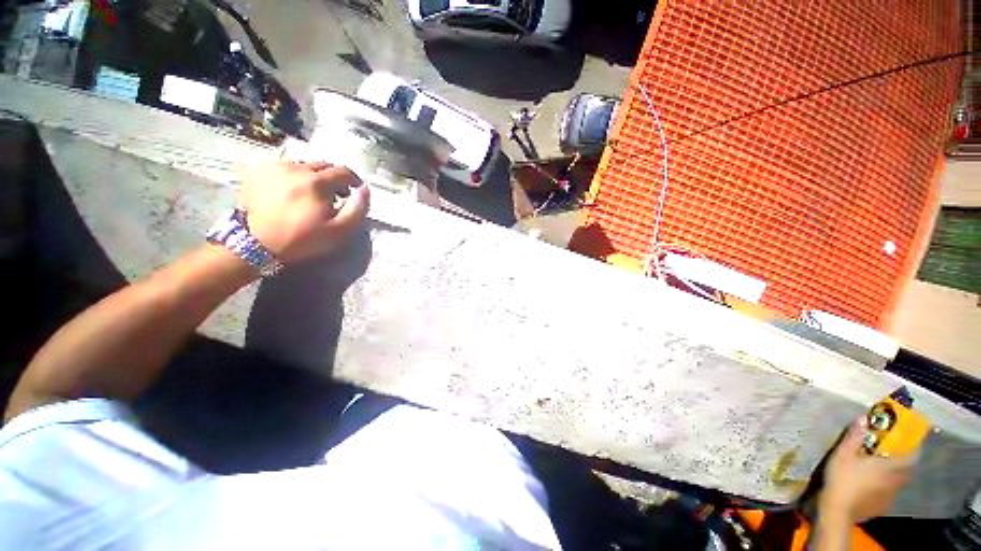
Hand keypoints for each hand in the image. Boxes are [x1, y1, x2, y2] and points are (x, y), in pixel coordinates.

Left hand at [238, 161, 369, 263]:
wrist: (257, 244)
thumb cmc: (303, 239)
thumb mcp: (339, 230)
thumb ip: (357, 209)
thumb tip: (364, 190)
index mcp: (317, 182)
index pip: (343, 171)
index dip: (353, 180)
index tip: (355, 190)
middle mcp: (296, 168)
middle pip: (323, 165)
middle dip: (333, 178)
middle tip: (335, 194)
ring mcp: (274, 167)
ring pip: (303, 164)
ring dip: (312, 176)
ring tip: (311, 192)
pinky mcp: (257, 171)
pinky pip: (282, 166)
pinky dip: (292, 174)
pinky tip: (290, 189)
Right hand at [819, 418, 914, 522]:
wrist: (837, 509)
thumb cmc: (842, 478)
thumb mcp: (843, 454)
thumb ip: (854, 436)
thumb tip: (864, 418)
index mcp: (889, 467)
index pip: (911, 457)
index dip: (914, 449)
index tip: (911, 442)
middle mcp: (895, 481)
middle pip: (907, 471)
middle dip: (905, 463)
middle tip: (895, 456)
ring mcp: (889, 496)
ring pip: (899, 484)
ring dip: (895, 476)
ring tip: (883, 472)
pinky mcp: (882, 506)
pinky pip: (889, 494)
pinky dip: (886, 488)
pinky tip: (873, 488)